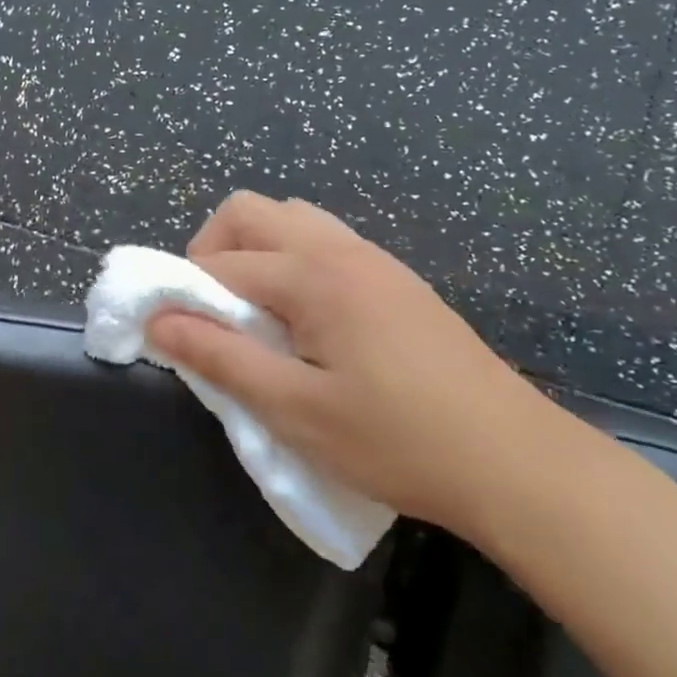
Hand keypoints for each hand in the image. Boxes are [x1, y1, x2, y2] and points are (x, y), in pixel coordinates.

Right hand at [146, 192, 554, 537]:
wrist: (517, 463)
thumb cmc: (398, 441)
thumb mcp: (295, 410)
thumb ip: (221, 359)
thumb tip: (158, 322)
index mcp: (314, 275)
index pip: (220, 263)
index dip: (182, 294)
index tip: (170, 336)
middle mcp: (340, 249)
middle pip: (249, 213)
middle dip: (211, 252)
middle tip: (211, 314)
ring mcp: (373, 260)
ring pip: (289, 221)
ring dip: (253, 253)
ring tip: (253, 315)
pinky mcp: (395, 280)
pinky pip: (322, 242)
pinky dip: (289, 262)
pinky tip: (302, 321)